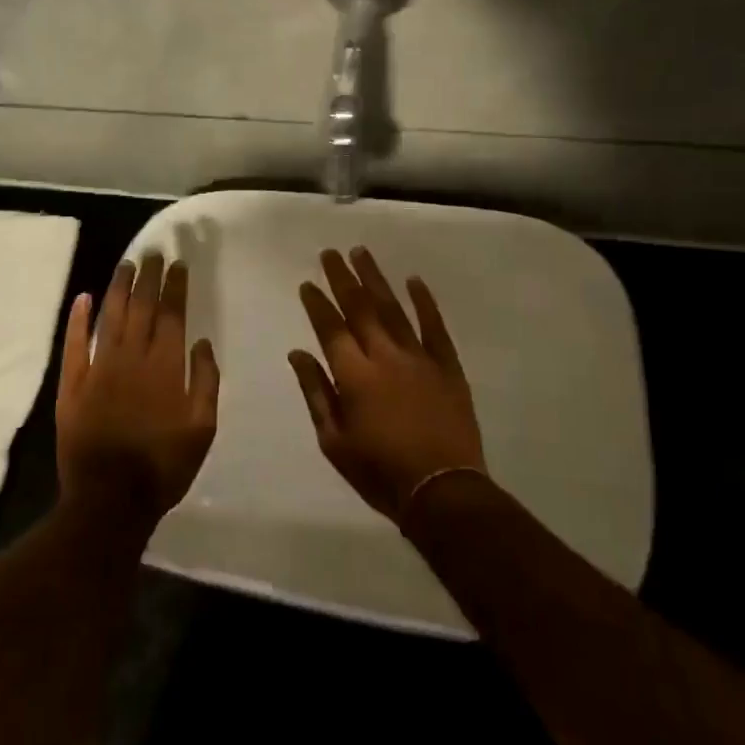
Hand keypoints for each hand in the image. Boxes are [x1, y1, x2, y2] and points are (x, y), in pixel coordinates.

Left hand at [56, 253, 218, 527]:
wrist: (109, 499)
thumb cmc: (163, 466)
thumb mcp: (202, 429)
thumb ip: (205, 382)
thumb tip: (200, 342)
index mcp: (166, 367)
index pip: (172, 315)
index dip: (176, 287)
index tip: (178, 264)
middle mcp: (133, 358)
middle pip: (142, 307)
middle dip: (149, 277)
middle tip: (154, 252)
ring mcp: (99, 368)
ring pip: (110, 317)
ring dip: (119, 288)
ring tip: (127, 264)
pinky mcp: (73, 385)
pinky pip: (75, 344)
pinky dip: (79, 319)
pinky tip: (83, 297)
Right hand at [289, 247, 486, 523]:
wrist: (442, 491)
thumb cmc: (380, 472)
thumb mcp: (334, 441)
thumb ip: (316, 392)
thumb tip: (297, 353)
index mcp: (354, 375)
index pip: (331, 328)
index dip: (317, 304)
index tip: (307, 283)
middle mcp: (385, 356)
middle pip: (360, 308)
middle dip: (342, 278)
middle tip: (330, 253)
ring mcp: (419, 358)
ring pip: (393, 309)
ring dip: (376, 279)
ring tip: (361, 253)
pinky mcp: (447, 366)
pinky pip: (434, 326)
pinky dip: (424, 302)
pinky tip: (414, 280)